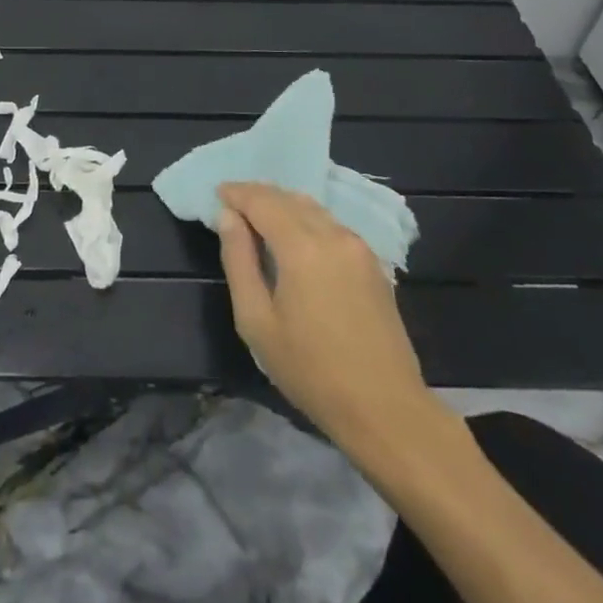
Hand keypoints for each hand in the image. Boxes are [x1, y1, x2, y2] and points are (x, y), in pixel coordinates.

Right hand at [216, 182, 445, 457]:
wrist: (387, 410)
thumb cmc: (311, 370)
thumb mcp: (256, 321)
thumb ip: (238, 261)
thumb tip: (227, 217)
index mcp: (301, 246)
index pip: (261, 200)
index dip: (236, 192)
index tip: (216, 193)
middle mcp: (332, 234)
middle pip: (288, 198)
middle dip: (258, 195)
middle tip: (233, 204)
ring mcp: (357, 247)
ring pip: (313, 208)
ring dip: (283, 205)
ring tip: (260, 218)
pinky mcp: (373, 263)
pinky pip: (331, 224)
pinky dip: (306, 219)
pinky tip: (296, 237)